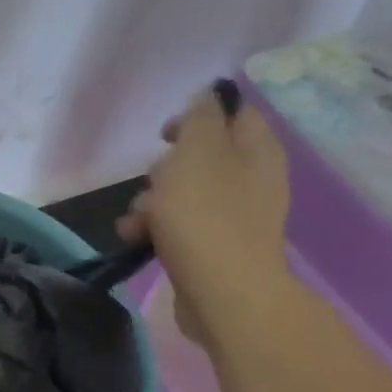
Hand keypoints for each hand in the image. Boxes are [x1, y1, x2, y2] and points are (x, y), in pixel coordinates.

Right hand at [118, 83, 291, 350]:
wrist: (221, 292)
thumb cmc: (205, 216)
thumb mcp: (196, 152)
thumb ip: (200, 118)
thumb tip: (207, 98)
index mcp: (256, 149)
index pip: (233, 114)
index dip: (196, 116)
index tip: (165, 134)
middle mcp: (252, 179)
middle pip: (200, 158)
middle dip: (164, 170)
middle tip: (152, 181)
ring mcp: (234, 217)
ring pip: (183, 196)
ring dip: (151, 204)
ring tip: (135, 222)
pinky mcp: (215, 249)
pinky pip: (181, 228)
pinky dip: (157, 230)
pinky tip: (137, 241)